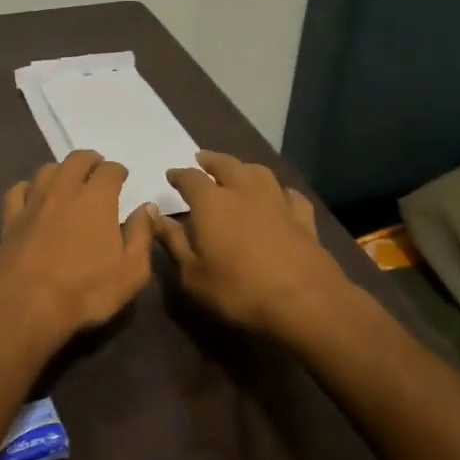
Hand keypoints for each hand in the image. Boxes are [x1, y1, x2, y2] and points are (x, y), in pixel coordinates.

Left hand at [0, 150, 155, 343]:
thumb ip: (142, 235)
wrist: (26, 305)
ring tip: (68, 182)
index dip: (118, 170)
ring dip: (61, 171)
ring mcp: (33, 202)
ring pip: (47, 170)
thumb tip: (147, 208)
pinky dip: (28, 188)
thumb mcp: (132, 270)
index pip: (110, 169)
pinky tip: (32, 196)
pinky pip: (17, 191)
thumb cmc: (86, 290)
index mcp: (97, 198)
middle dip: (90, 161)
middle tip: (97, 172)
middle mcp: (64, 190)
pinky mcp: (10, 219)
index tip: (122, 178)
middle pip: (77, 160)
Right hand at [152, 151, 351, 337]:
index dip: (179, 175)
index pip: (190, 179)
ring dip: (244, 168)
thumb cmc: (239, 290)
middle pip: (226, 165)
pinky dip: (280, 191)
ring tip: (238, 171)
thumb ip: (173, 242)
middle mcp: (244, 192)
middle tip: (202, 159)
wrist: (305, 301)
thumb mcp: (193, 274)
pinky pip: (290, 195)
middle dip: (211, 160)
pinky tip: (280, 196)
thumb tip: (154, 216)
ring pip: (259, 172)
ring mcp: (277, 202)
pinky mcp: (303, 218)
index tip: (171, 175)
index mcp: (212, 203)